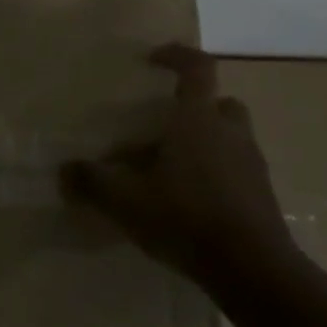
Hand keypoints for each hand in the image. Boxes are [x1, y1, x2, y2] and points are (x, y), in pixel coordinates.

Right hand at [60, 44, 296, 292]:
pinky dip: (216, 174)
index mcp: (198, 119)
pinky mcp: (261, 195)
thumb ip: (93, 182)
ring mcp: (251, 164)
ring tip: (171, 170)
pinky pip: (236, 170)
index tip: (154, 59)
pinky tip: (189, 202)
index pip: (197, 68)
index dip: (177, 56)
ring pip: (229, 138)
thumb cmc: (186, 217)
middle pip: (219, 103)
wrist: (253, 270)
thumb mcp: (126, 200)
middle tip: (165, 126)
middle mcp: (230, 132)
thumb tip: (65, 171)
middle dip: (195, 108)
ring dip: (205, 143)